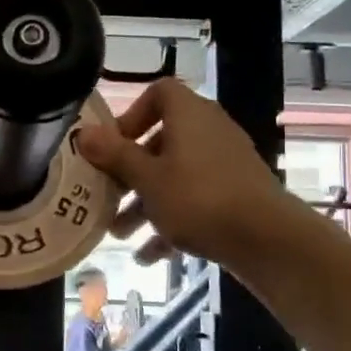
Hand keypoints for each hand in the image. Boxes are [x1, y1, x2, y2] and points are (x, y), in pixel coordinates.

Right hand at [76, 79, 313, 270]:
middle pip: (161, 142)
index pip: (159, 93)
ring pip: (175, 176)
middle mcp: (209, 132)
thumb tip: (82, 133)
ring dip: (145, 203)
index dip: (132, 114)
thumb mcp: (146, 178)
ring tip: (119, 234)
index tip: (113, 144)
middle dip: (130, 172)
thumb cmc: (198, 198)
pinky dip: (172, 222)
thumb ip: (114, 155)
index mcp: (189, 116)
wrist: (267, 240)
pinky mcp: (236, 195)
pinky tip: (149, 256)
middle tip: (107, 194)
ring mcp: (225, 165)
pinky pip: (195, 201)